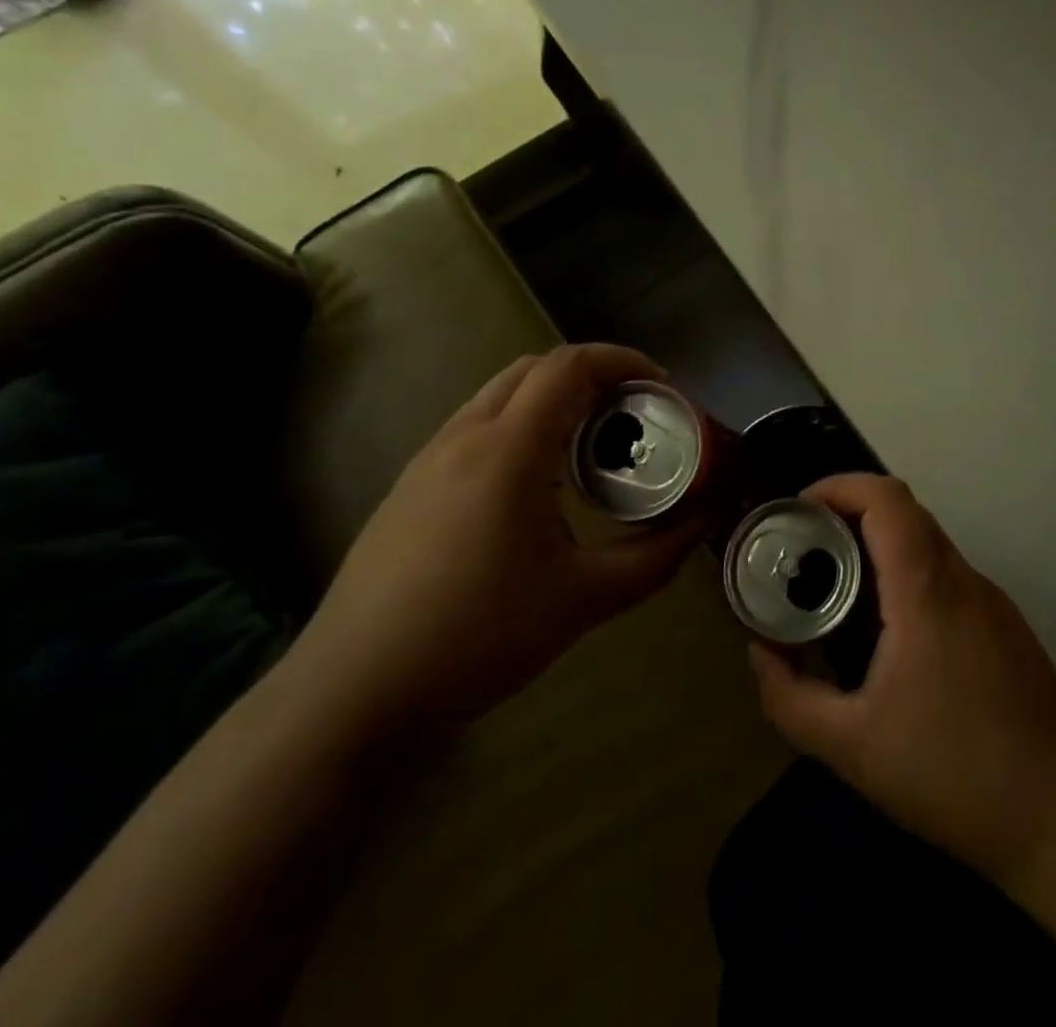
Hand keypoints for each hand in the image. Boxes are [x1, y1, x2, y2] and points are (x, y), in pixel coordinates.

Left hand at [288, 345, 701, 738]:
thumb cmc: (478, 636)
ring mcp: (429, 458)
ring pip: (501, 394)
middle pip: (536, 368)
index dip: (623, 361)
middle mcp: (464, 436)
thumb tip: (701, 521)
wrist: (354, 693)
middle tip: (634, 411)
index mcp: (509, 448)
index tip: (662, 387)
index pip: (570, 366)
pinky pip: (477, 426)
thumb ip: (655, 557)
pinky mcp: (410, 486)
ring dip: (554, 398)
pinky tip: (538, 481)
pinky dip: (522, 424)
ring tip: (592, 442)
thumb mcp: (584, 600)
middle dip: (593, 374)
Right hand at [748, 473, 1055, 885]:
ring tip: (837, 591)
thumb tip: (761, 652)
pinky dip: (907, 577)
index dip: (839, 486)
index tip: (799, 509)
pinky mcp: (1005, 626)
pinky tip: (888, 635)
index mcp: (926, 590)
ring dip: (879, 548)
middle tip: (805, 551)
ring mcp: (991, 601)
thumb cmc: (952, 774)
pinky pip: (947, 577)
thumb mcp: (850, 747)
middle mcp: (963, 579)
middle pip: (904, 513)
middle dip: (849, 515)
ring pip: (928, 544)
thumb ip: (790, 697)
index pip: (886, 498)